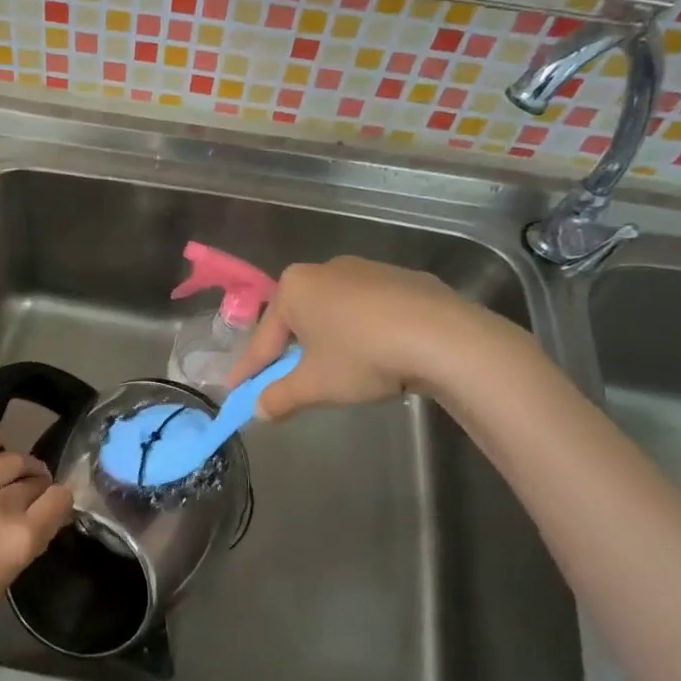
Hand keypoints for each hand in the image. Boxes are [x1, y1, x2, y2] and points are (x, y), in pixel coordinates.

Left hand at [0, 421, 73, 653]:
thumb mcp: (8, 578)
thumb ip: (30, 540)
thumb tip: (47, 513)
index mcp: (21, 539)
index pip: (60, 498)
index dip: (58, 503)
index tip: (50, 509)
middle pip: (34, 480)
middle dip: (36, 488)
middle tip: (24, 500)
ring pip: (10, 458)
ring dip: (17, 467)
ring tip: (8, 477)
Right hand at [226, 257, 517, 419]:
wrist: (443, 337)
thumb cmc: (362, 356)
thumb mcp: (314, 385)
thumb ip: (280, 397)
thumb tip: (258, 410)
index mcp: (293, 287)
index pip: (263, 339)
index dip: (249, 371)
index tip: (237, 393)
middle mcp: (324, 269)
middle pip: (297, 322)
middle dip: (288, 354)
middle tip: (285, 384)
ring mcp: (366, 270)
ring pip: (333, 314)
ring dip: (326, 343)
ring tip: (334, 373)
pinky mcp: (402, 280)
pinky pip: (367, 312)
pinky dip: (361, 333)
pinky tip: (376, 355)